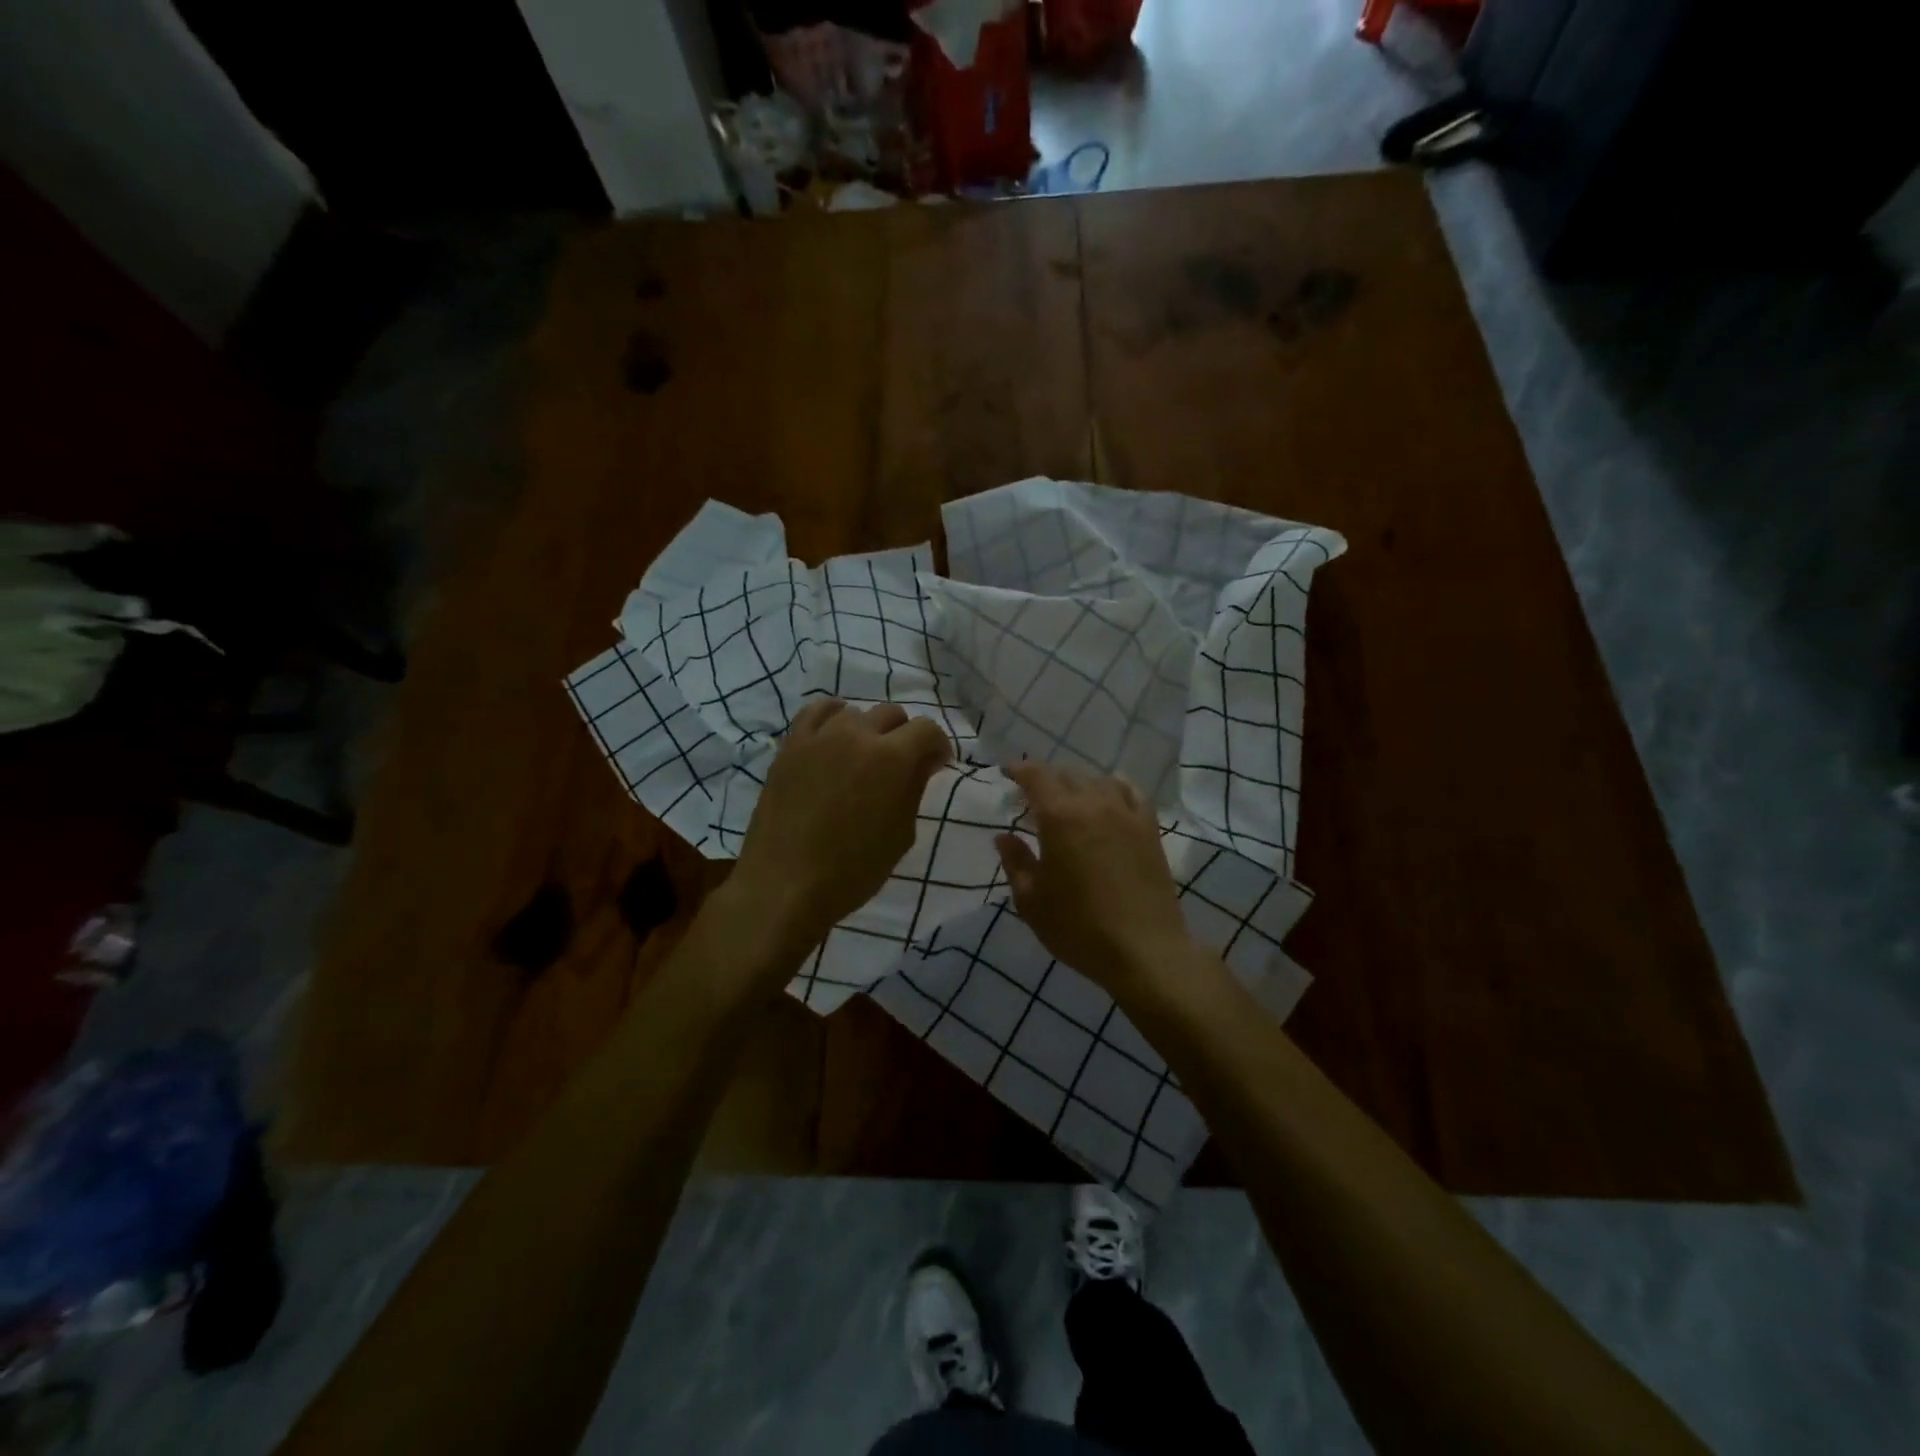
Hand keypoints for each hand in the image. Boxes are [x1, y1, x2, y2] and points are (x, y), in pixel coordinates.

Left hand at [729, 699, 951, 965]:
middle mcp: (857, 734)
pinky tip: (835, 736)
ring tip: (864, 758)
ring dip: (869, 730)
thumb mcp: (900, 835)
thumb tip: (924, 761)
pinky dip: (832, 717)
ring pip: (855, 713)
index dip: (937, 746)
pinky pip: (815, 712)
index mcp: (892, 758)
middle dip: (905, 736)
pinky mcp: (790, 746)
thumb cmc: (852, 870)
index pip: (926, 729)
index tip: (936, 766)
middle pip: (892, 714)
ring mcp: (819, 737)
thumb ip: (914, 789)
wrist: (784, 885)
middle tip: (902, 766)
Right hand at [995, 761, 1194, 992]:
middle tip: (1032, 795)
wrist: (1144, 950)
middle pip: (1067, 775)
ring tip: (1068, 797)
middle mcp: (1094, 804)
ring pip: (1098, 780)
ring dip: (1078, 782)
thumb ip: (1015, 862)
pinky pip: (1131, 792)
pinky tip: (1110, 792)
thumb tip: (1003, 837)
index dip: (1020, 769)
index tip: (1008, 772)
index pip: (1037, 776)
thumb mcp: (1032, 901)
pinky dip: (1115, 786)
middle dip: (1046, 778)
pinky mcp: (1149, 829)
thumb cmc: (1078, 927)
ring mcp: (1126, 814)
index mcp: (1059, 817)